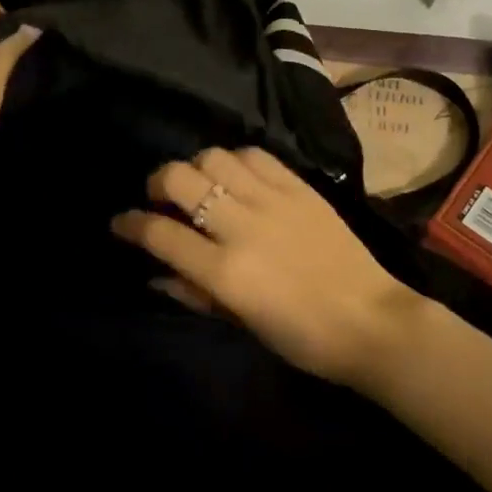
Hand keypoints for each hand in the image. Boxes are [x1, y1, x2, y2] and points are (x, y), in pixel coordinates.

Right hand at [111, 147, 423, 388]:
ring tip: (200, 182)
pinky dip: (236, 159)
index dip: (131, 223)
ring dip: (196, 166)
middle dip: (157, 182)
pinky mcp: (299, 187)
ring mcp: (272, 201)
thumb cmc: (302, 337)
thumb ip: (195, 293)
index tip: (121, 221)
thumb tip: (156, 272)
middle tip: (159, 195)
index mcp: (225, 271)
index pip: (160, 233)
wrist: (370, 320)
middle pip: (180, 179)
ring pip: (214, 157)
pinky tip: (236, 174)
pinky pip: (256, 155)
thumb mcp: (241, 324)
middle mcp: (242, 226)